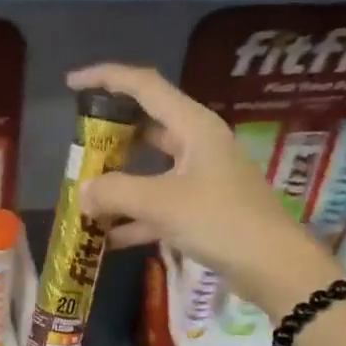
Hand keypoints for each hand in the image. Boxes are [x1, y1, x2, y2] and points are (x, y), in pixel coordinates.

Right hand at [68, 63, 343, 314]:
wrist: (274, 267)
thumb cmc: (220, 221)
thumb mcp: (161, 203)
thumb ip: (115, 192)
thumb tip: (83, 193)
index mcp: (194, 126)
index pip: (144, 86)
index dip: (106, 78)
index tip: (72, 83)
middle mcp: (198, 145)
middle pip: (146, 128)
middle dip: (109, 139)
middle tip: (78, 150)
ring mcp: (201, 178)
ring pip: (150, 170)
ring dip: (118, 183)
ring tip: (84, 196)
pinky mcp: (203, 210)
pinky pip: (159, 204)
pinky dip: (134, 217)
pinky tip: (107, 237)